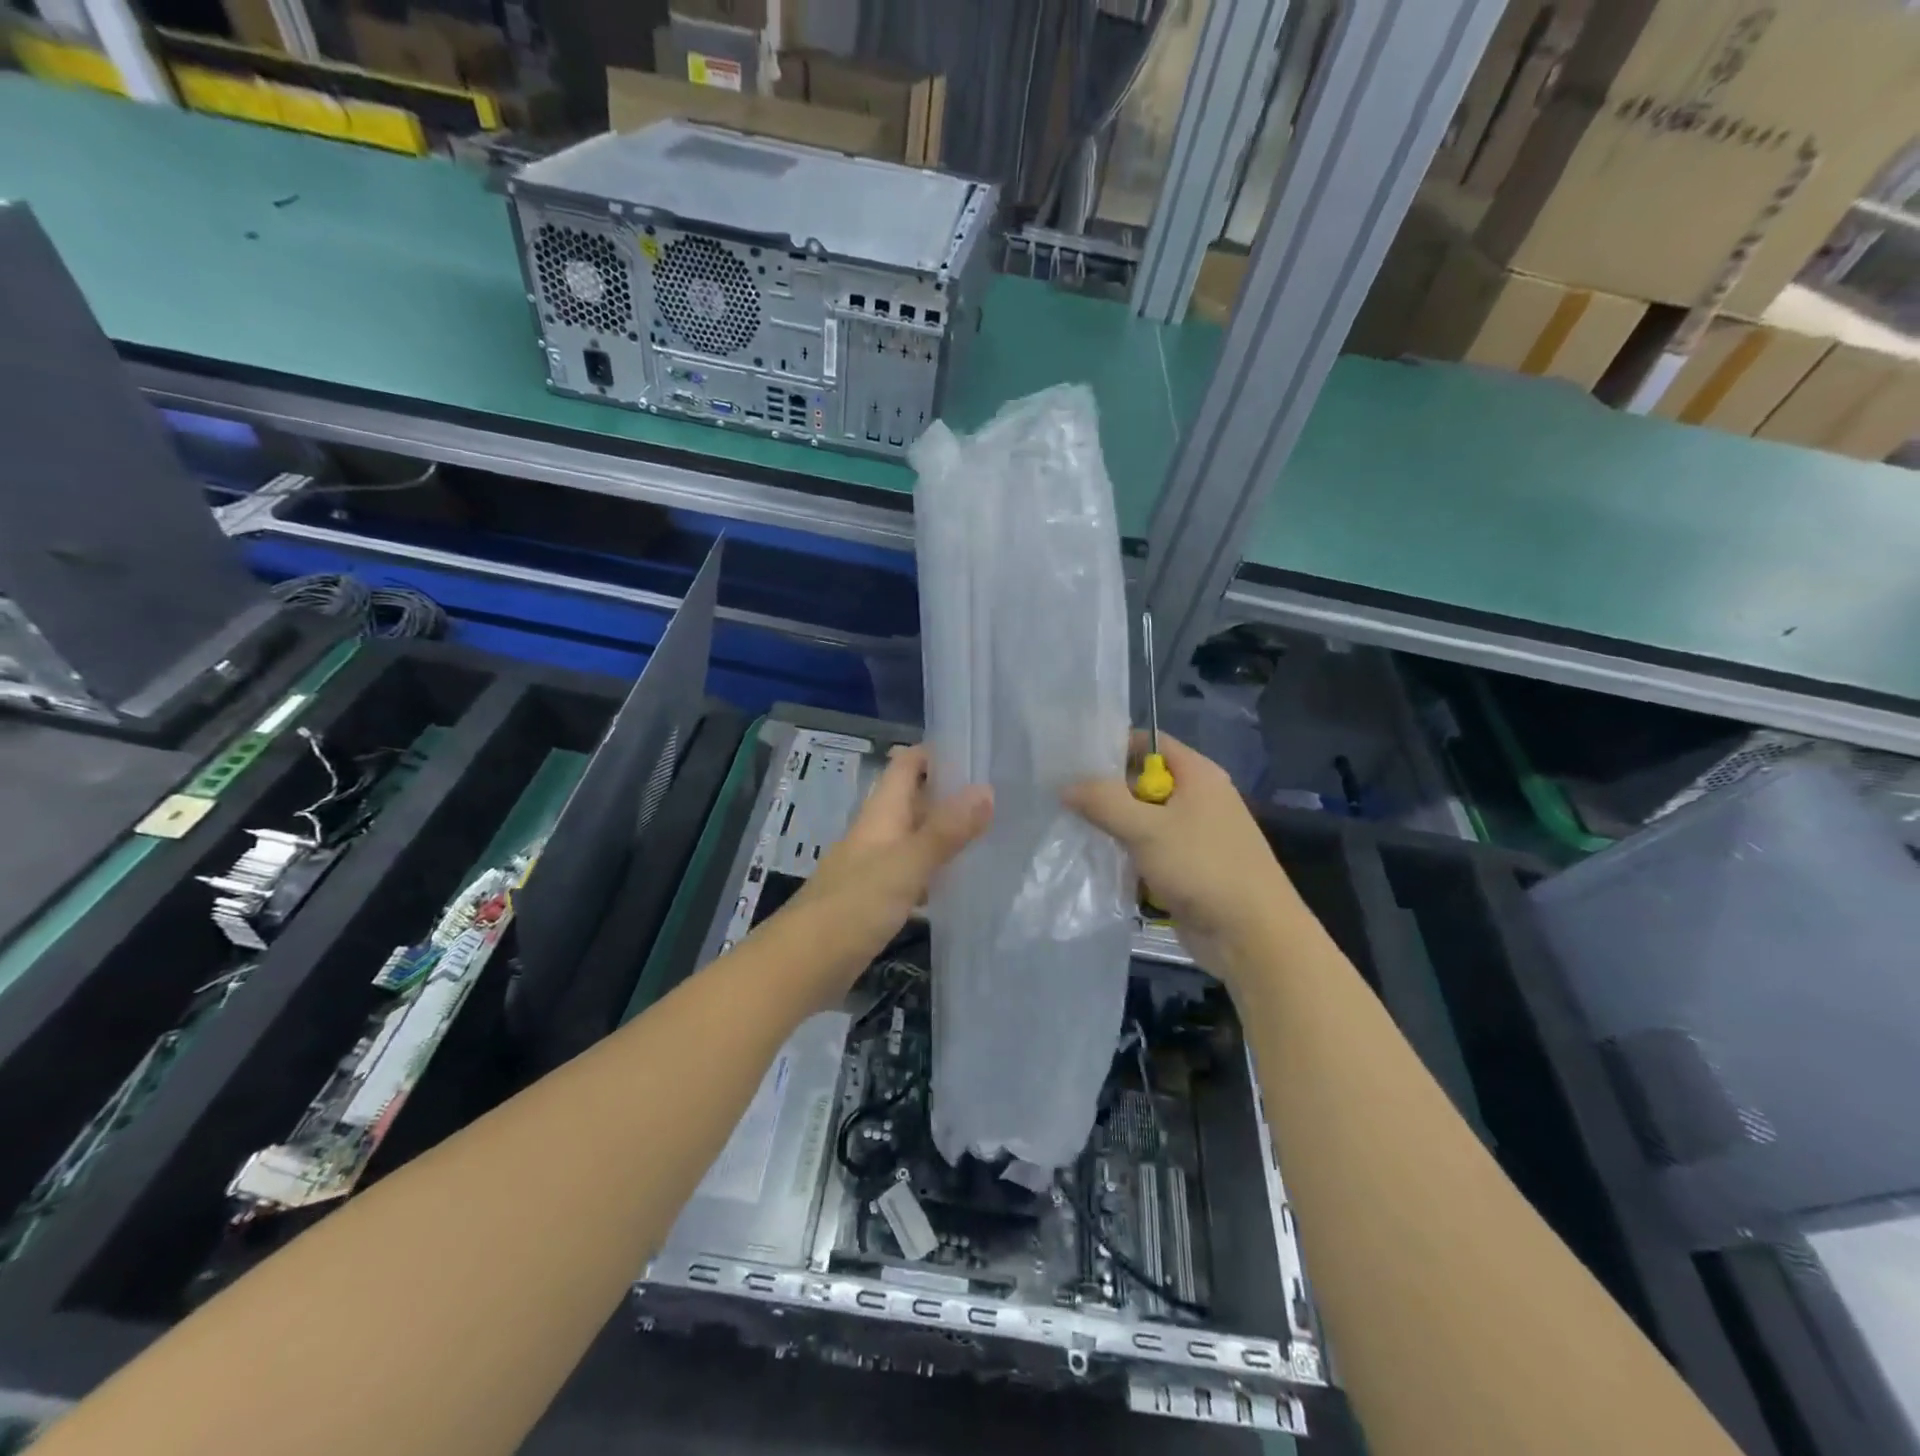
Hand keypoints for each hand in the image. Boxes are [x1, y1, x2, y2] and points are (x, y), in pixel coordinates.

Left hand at [780, 745, 991, 987]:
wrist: (801, 967)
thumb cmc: (851, 908)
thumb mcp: (904, 866)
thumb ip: (944, 831)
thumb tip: (987, 789)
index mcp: (880, 815)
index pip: (907, 765)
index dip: (938, 753)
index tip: (981, 749)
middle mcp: (877, 834)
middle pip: (914, 799)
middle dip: (951, 793)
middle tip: (1003, 793)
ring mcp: (874, 868)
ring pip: (915, 837)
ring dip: (947, 832)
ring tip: (995, 832)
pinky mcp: (876, 900)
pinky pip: (912, 873)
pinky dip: (936, 870)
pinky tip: (962, 881)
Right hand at [1063, 732, 1301, 978]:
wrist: (1252, 936)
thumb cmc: (1203, 868)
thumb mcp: (1146, 829)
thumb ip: (1104, 802)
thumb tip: (1066, 786)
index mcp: (1198, 775)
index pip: (1150, 743)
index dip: (1114, 747)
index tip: (1074, 763)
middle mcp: (1199, 799)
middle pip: (1143, 783)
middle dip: (1107, 794)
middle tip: (1066, 801)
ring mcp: (1195, 836)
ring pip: (1143, 821)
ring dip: (1115, 830)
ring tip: (1075, 834)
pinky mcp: (1189, 869)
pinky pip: (1150, 853)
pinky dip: (1129, 858)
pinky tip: (1100, 866)